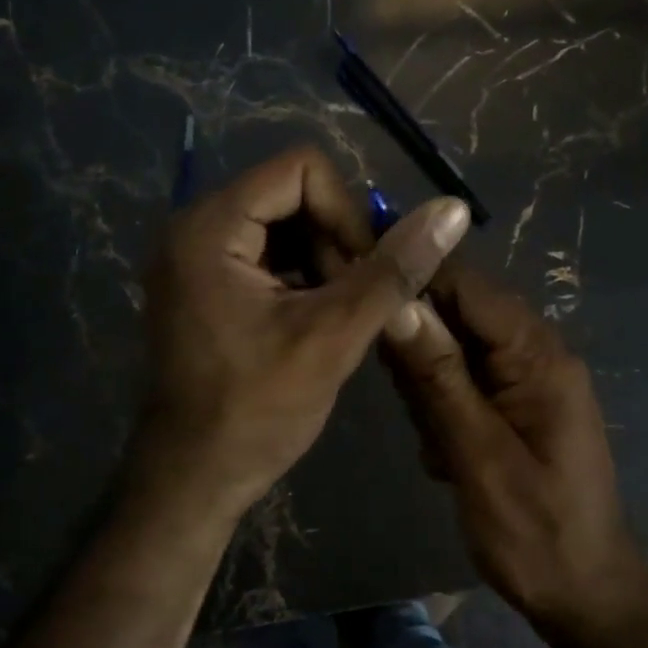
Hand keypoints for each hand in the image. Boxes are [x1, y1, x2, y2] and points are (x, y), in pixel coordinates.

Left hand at [132, 146, 471, 523]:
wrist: (194, 477)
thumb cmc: (257, 410)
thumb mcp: (334, 335)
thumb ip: (393, 269)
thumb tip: (454, 209)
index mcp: (209, 227)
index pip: (302, 170)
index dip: (347, 213)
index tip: (362, 273)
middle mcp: (193, 227)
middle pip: (291, 194)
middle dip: (335, 241)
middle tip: (352, 301)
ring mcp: (194, 257)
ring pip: (284, 226)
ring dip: (323, 262)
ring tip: (337, 315)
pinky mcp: (204, 284)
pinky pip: (266, 255)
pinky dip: (302, 278)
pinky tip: (317, 321)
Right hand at [381, 266, 641, 623]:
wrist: (583, 594)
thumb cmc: (535, 531)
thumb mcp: (479, 455)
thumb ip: (439, 377)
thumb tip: (400, 304)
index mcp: (538, 357)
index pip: (469, 287)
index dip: (415, 279)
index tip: (360, 291)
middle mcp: (536, 356)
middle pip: (458, 314)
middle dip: (420, 351)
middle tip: (410, 405)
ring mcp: (526, 383)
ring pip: (454, 351)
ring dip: (429, 390)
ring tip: (434, 442)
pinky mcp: (514, 407)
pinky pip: (463, 384)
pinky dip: (441, 411)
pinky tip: (444, 456)